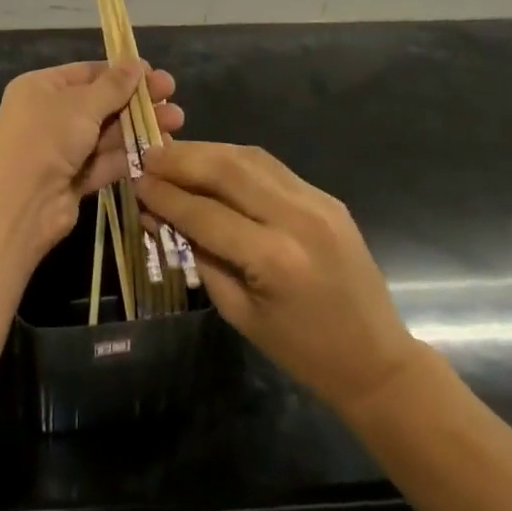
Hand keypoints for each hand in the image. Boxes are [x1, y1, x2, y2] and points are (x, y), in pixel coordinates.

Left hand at [0, 61, 183, 251]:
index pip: (88, 73)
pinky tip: (162, 149)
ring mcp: (62, 149)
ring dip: (140, 127)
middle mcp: (51, 115)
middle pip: (101, 103)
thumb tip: (137, 63)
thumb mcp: (82, 104)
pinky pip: (106, 161)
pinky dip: (131, 155)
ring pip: (107, 133)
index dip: (122, 73)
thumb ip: (114, 86)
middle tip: (173, 97)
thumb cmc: (46, 138)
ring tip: (177, 122)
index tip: (155, 74)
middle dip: (137, 101)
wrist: (19, 203)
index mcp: (42, 87)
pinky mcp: (75, 179)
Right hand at [136, 142, 421, 418]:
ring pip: (248, 157)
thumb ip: (198, 256)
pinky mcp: (326, 195)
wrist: (377, 360)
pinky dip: (235, 159)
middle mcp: (296, 217)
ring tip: (173, 153)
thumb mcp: (239, 312)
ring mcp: (316, 200)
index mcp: (273, 258)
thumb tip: (159, 214)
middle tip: (148, 155)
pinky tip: (211, 162)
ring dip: (206, 150)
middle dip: (181, 159)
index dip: (165, 195)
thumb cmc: (301, 350)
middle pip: (226, 169)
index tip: (134, 180)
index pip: (204, 212)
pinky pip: (270, 166)